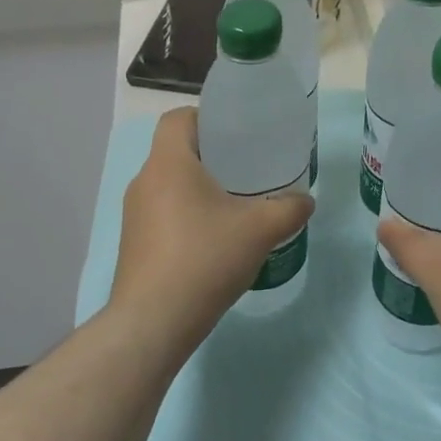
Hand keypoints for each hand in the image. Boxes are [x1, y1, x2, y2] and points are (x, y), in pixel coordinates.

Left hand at [110, 108, 313, 346]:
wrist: (153, 322)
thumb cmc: (204, 259)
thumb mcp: (259, 230)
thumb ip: (289, 208)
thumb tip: (306, 200)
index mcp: (169, 164)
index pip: (178, 118)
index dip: (206, 117)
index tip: (236, 134)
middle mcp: (144, 181)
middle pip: (176, 151)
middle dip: (211, 155)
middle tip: (248, 167)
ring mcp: (134, 215)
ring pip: (170, 185)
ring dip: (199, 188)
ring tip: (236, 204)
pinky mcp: (134, 243)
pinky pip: (163, 213)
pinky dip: (188, 215)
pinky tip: (215, 239)